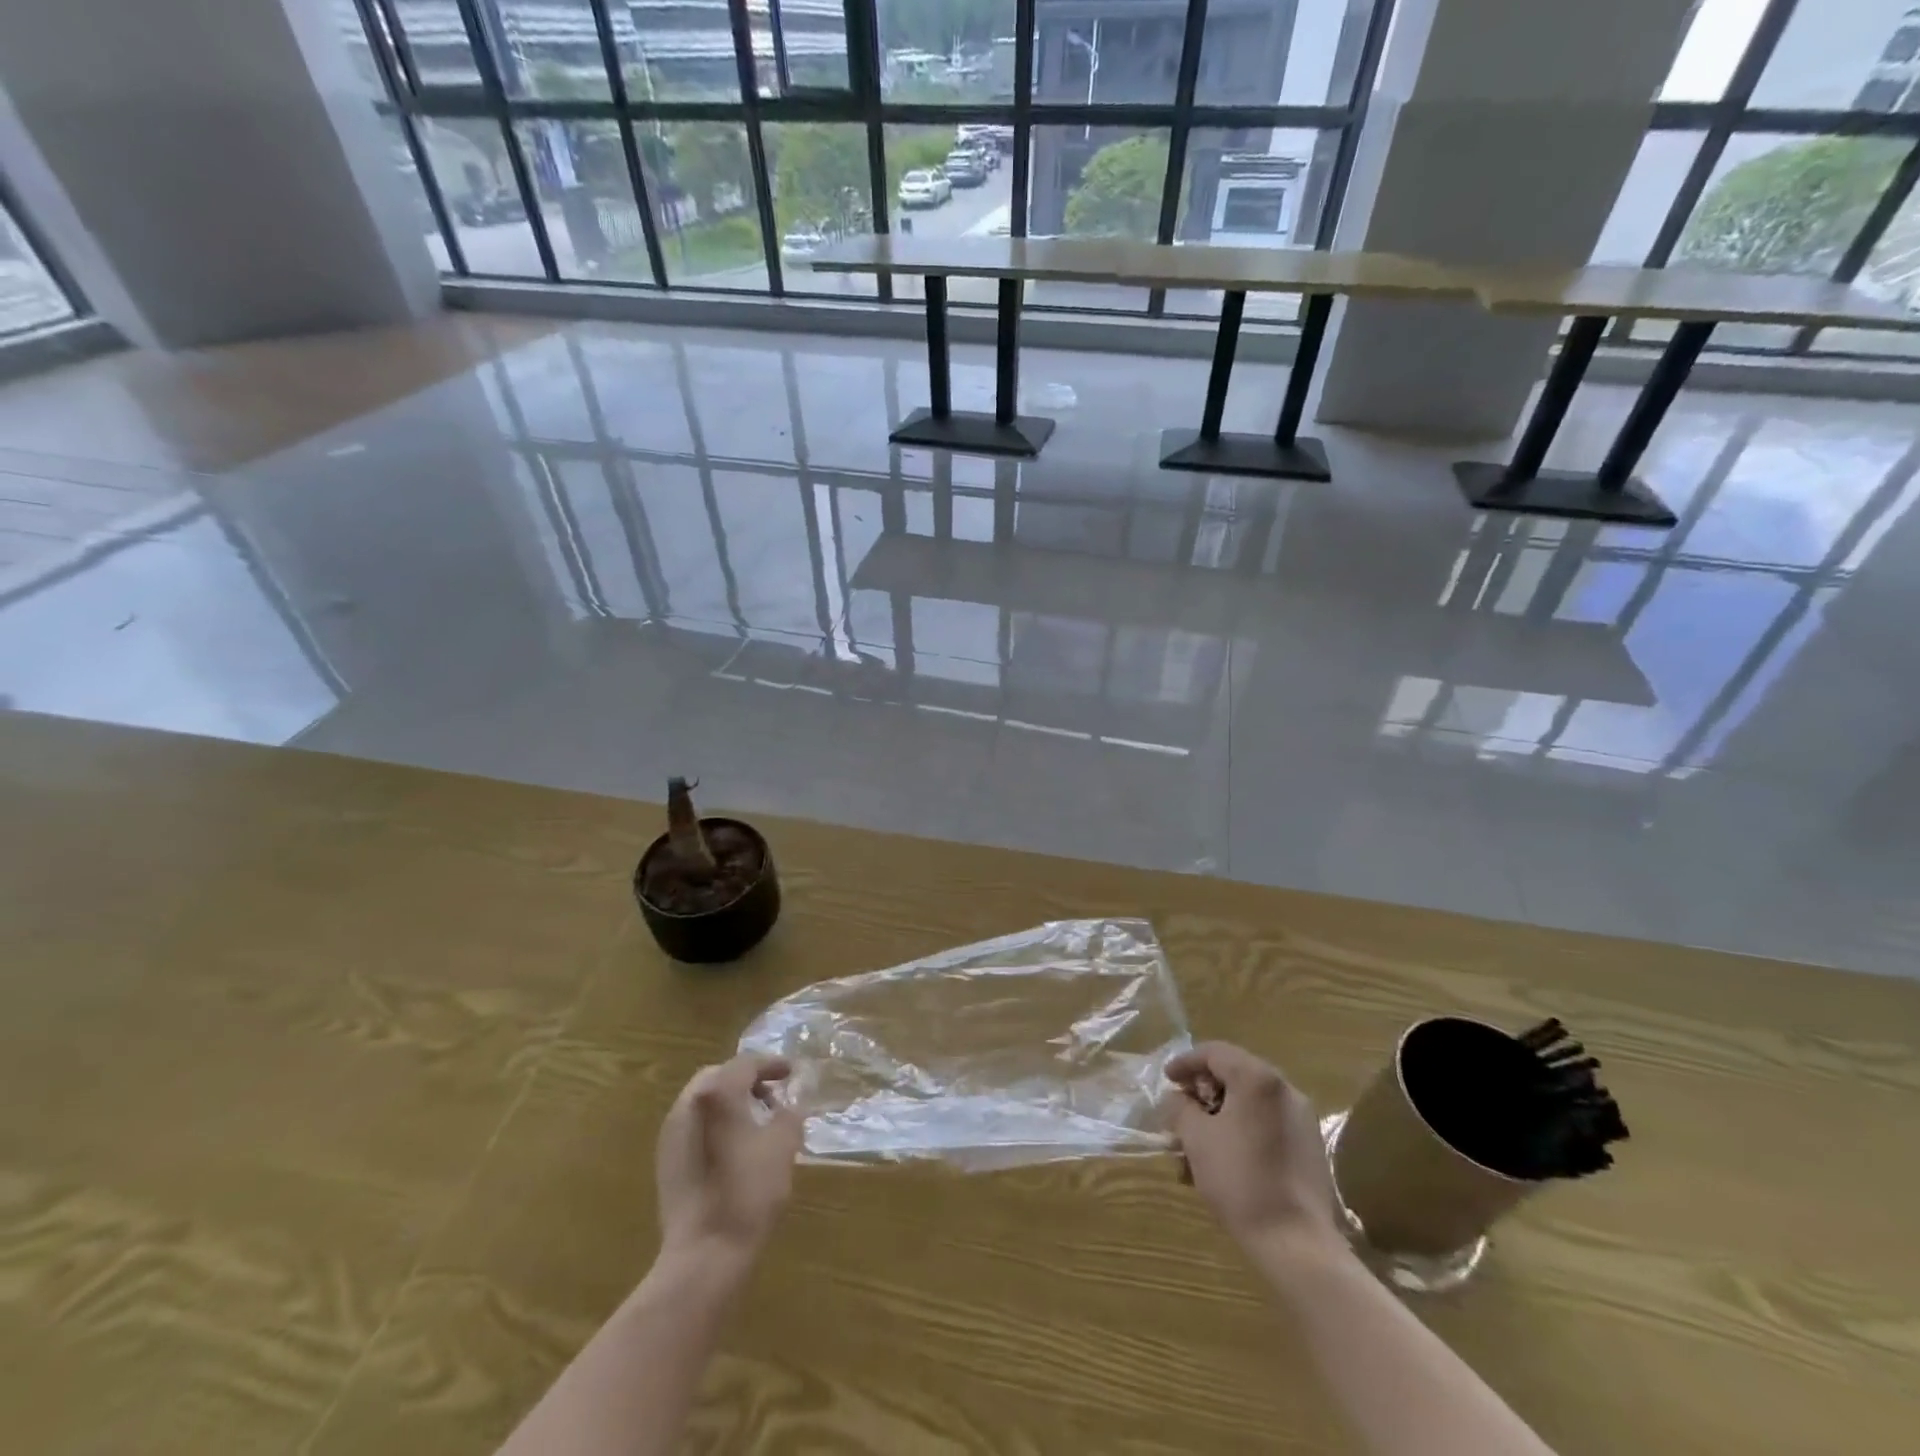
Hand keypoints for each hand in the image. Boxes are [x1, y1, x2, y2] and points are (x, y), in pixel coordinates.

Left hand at [656, 1054, 803, 1263]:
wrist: (704, 1254)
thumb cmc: (749, 1192)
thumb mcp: (784, 1145)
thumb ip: (789, 1114)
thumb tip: (788, 1105)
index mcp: (717, 1094)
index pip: (746, 1064)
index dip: (771, 1064)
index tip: (791, 1072)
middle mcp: (689, 1104)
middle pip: (719, 1075)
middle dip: (747, 1079)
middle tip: (772, 1093)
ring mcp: (672, 1133)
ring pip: (703, 1099)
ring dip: (730, 1100)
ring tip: (756, 1120)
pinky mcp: (666, 1160)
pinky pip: (694, 1123)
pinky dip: (715, 1121)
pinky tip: (734, 1145)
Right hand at [1166, 1042, 1343, 1257]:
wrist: (1297, 1244)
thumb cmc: (1240, 1180)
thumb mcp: (1196, 1138)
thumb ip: (1180, 1108)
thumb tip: (1178, 1098)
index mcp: (1258, 1079)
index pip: (1214, 1052)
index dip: (1185, 1062)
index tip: (1167, 1080)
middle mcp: (1284, 1090)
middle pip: (1234, 1076)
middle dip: (1202, 1094)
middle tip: (1180, 1113)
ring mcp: (1302, 1120)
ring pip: (1249, 1105)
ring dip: (1218, 1117)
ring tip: (1194, 1147)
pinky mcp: (1309, 1148)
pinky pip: (1266, 1126)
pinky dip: (1240, 1133)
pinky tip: (1221, 1163)